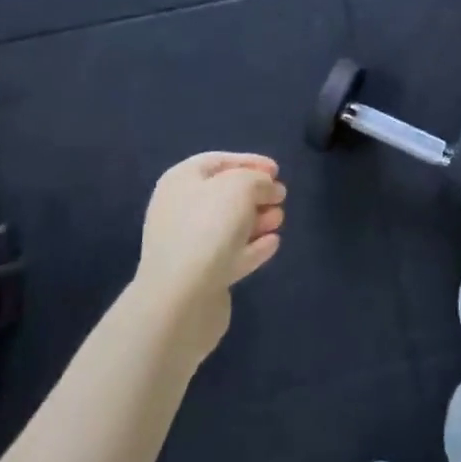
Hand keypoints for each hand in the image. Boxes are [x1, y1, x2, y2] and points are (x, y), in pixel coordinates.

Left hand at [135, 153, 286, 366]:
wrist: (181, 300)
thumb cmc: (208, 227)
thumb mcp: (241, 186)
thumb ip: (259, 180)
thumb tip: (268, 189)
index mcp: (180, 181)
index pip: (218, 161)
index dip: (249, 161)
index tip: (277, 171)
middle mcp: (179, 210)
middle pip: (223, 195)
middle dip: (256, 194)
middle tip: (281, 196)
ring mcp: (187, 247)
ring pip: (228, 226)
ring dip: (257, 220)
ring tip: (280, 219)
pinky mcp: (200, 278)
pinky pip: (230, 255)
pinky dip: (252, 247)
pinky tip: (273, 244)